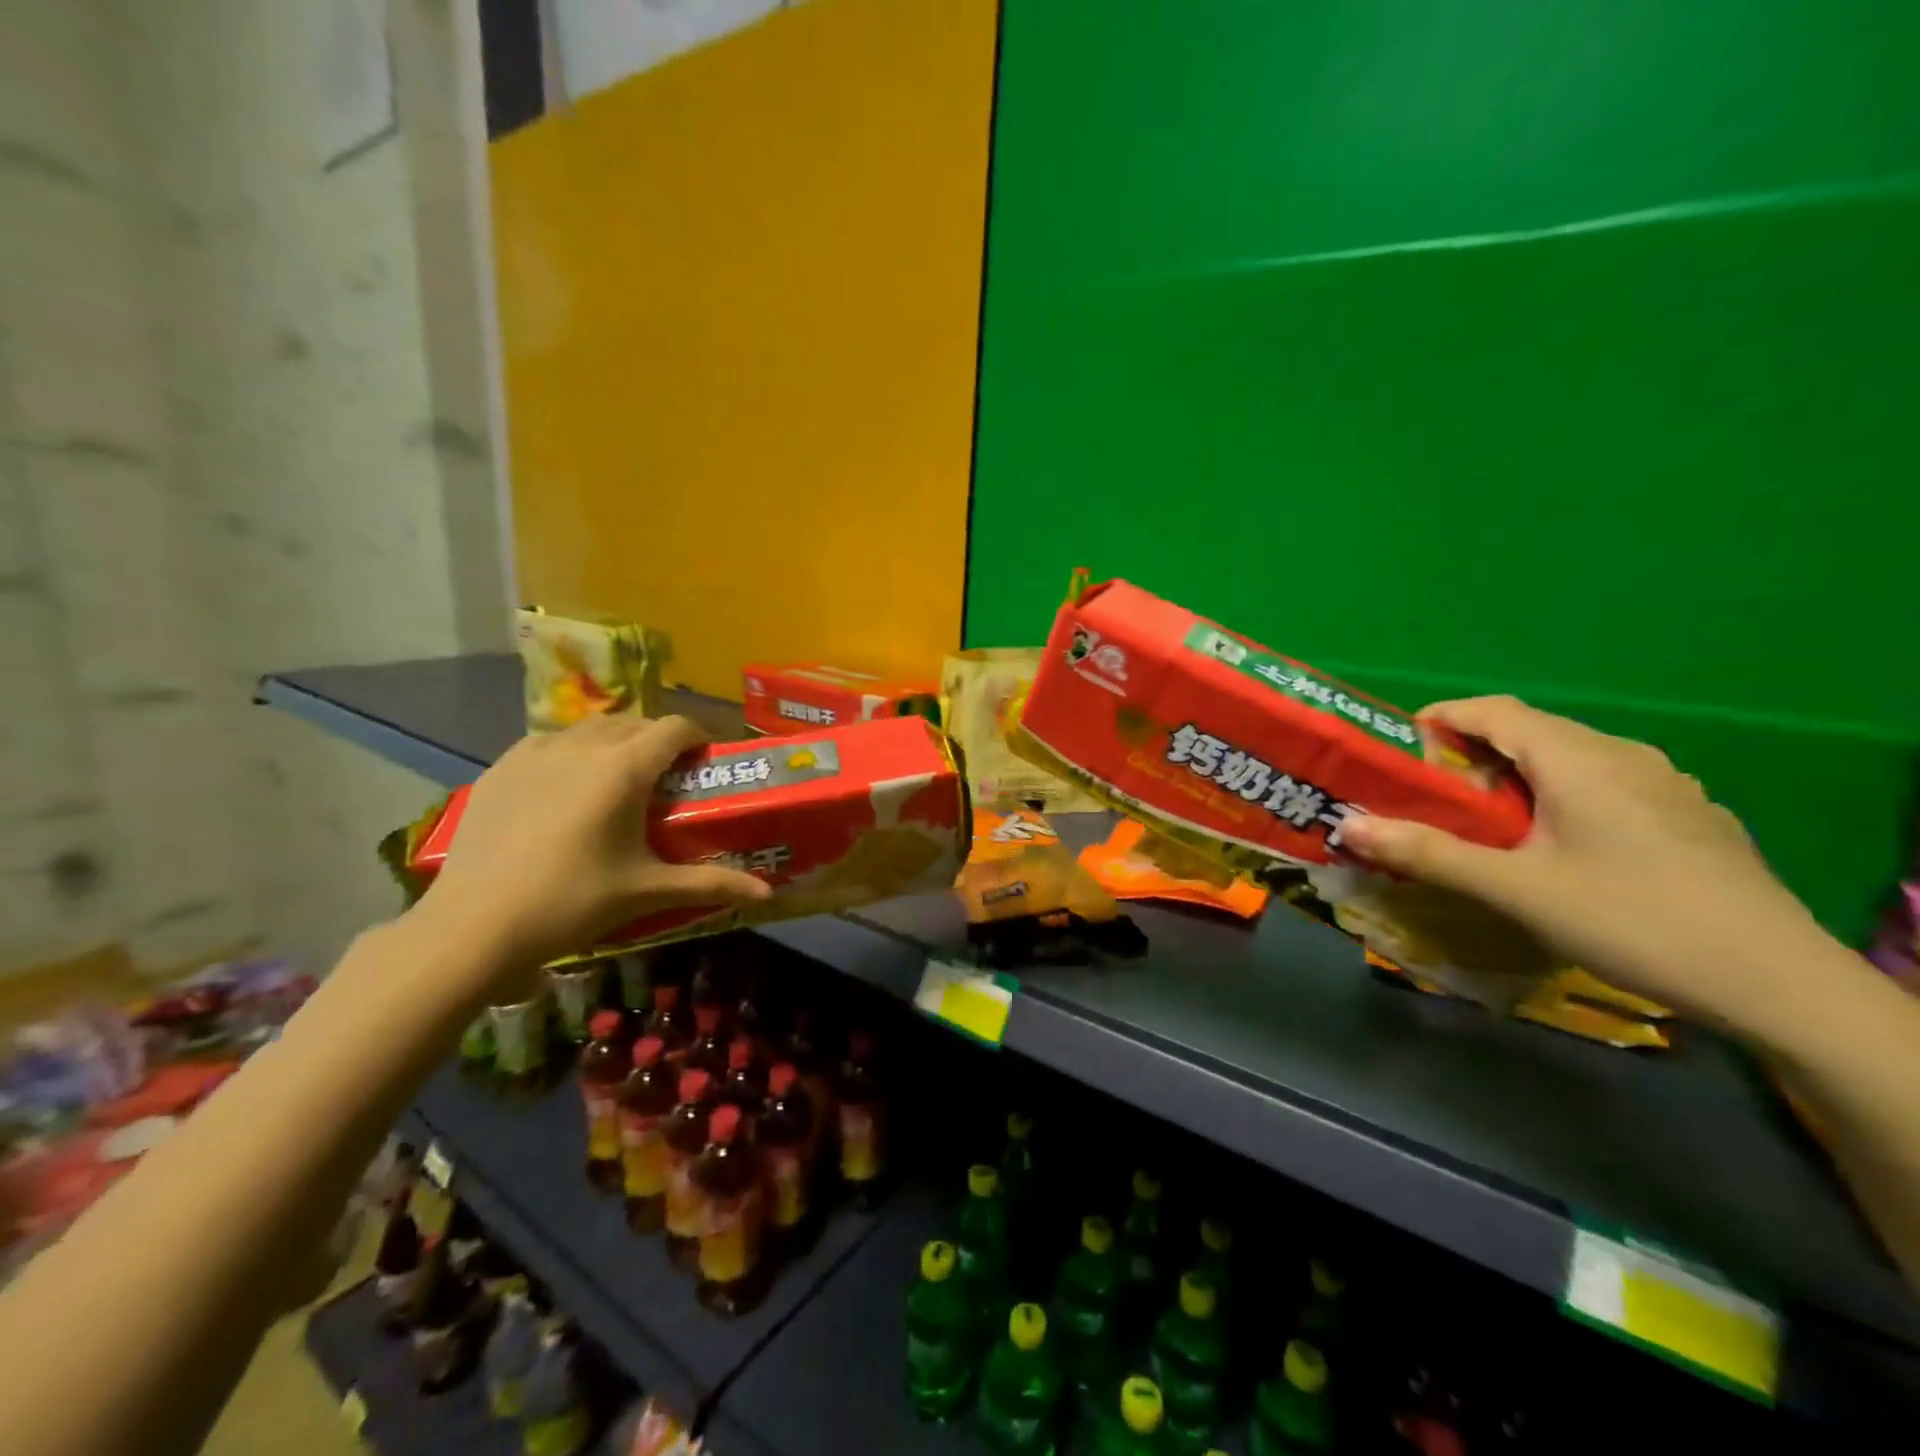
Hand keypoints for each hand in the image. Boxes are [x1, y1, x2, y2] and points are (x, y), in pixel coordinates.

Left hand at [414, 714, 770, 982]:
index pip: (676, 727)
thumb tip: (768, 892)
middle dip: (660, 739)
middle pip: (635, 721)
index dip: (700, 736)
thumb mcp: (648, 891)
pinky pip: (550, 742)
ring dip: (616, 740)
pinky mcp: (501, 767)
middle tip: (670, 775)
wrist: (475, 925)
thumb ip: (712, 884)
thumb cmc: (573, 902)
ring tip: (620, 776)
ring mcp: (535, 752)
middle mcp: (583, 746)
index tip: (708, 760)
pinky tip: (567, 787)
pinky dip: (572, 751)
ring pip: (591, 727)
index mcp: (624, 768)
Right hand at [1338, 695, 1829, 1025]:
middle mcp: (1623, 755)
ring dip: (1516, 778)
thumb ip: (1428, 853)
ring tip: (1488, 825)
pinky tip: (1559, 848)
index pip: (1493, 710)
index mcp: (1578, 757)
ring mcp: (1665, 784)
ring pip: (1569, 760)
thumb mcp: (1515, 889)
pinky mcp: (1689, 816)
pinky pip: (1605, 784)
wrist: (1778, 984)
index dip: (1439, 720)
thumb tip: (1348, 825)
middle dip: (1471, 755)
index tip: (1399, 750)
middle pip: (1530, 733)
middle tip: (1433, 798)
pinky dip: (1560, 797)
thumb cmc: (1630, 919)